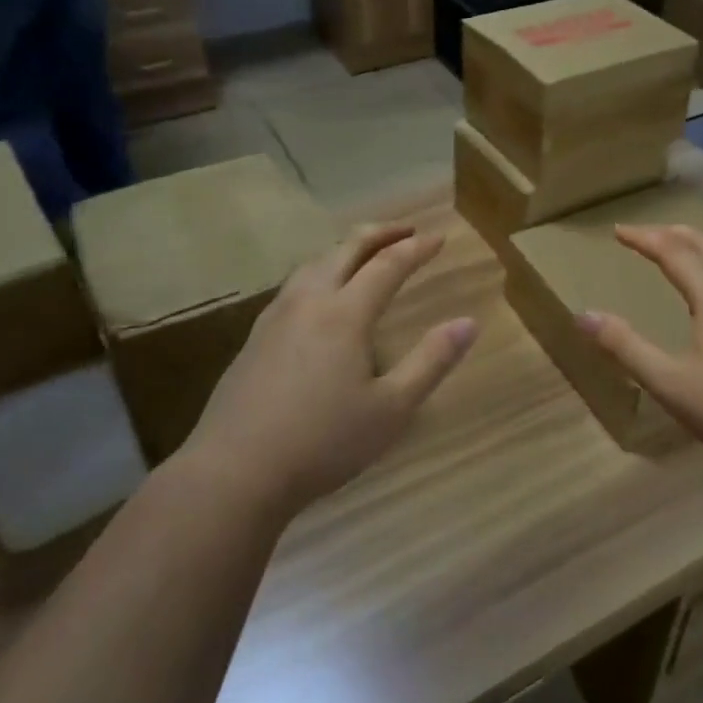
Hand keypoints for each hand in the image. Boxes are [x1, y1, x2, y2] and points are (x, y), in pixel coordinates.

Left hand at [181, 224, 477, 520]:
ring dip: (344, 249)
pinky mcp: (253, 339)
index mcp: (344, 314)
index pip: (387, 265)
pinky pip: (293, 286)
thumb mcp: (392, 408)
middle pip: (345, 250)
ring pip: (312, 265)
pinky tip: (317, 297)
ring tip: (363, 253)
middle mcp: (308, 303)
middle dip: (379, 234)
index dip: (415, 249)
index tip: (439, 238)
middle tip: (405, 229)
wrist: (234, 473)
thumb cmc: (323, 442)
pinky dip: (319, 272)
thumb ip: (432, 361)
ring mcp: (274, 319)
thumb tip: (468, 323)